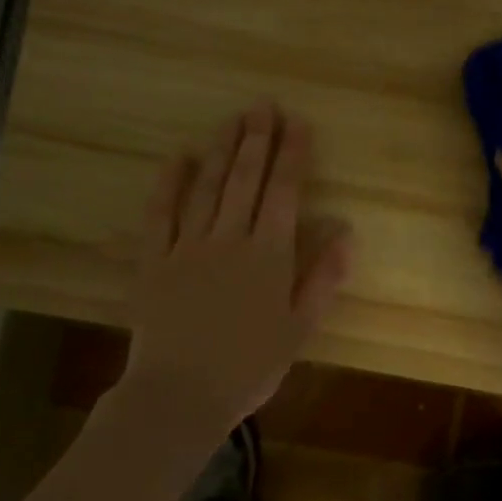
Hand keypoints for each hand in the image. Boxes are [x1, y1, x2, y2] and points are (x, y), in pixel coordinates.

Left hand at [120, 103, 353, 427]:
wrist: (180, 395)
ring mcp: (188, 246)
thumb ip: (324, 277)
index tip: (299, 123)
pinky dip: (169, 183)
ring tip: (233, 119)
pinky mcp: (154, 260)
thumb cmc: (250, 365)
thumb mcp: (301, 327)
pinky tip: (178, 157)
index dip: (293, 155)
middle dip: (257, 139)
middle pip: (246, 179)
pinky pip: (160, 213)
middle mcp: (230, 238)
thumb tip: (347, 231)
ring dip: (221, 150)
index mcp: (270, 254)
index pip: (285, 192)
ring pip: (208, 187)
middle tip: (263, 105)